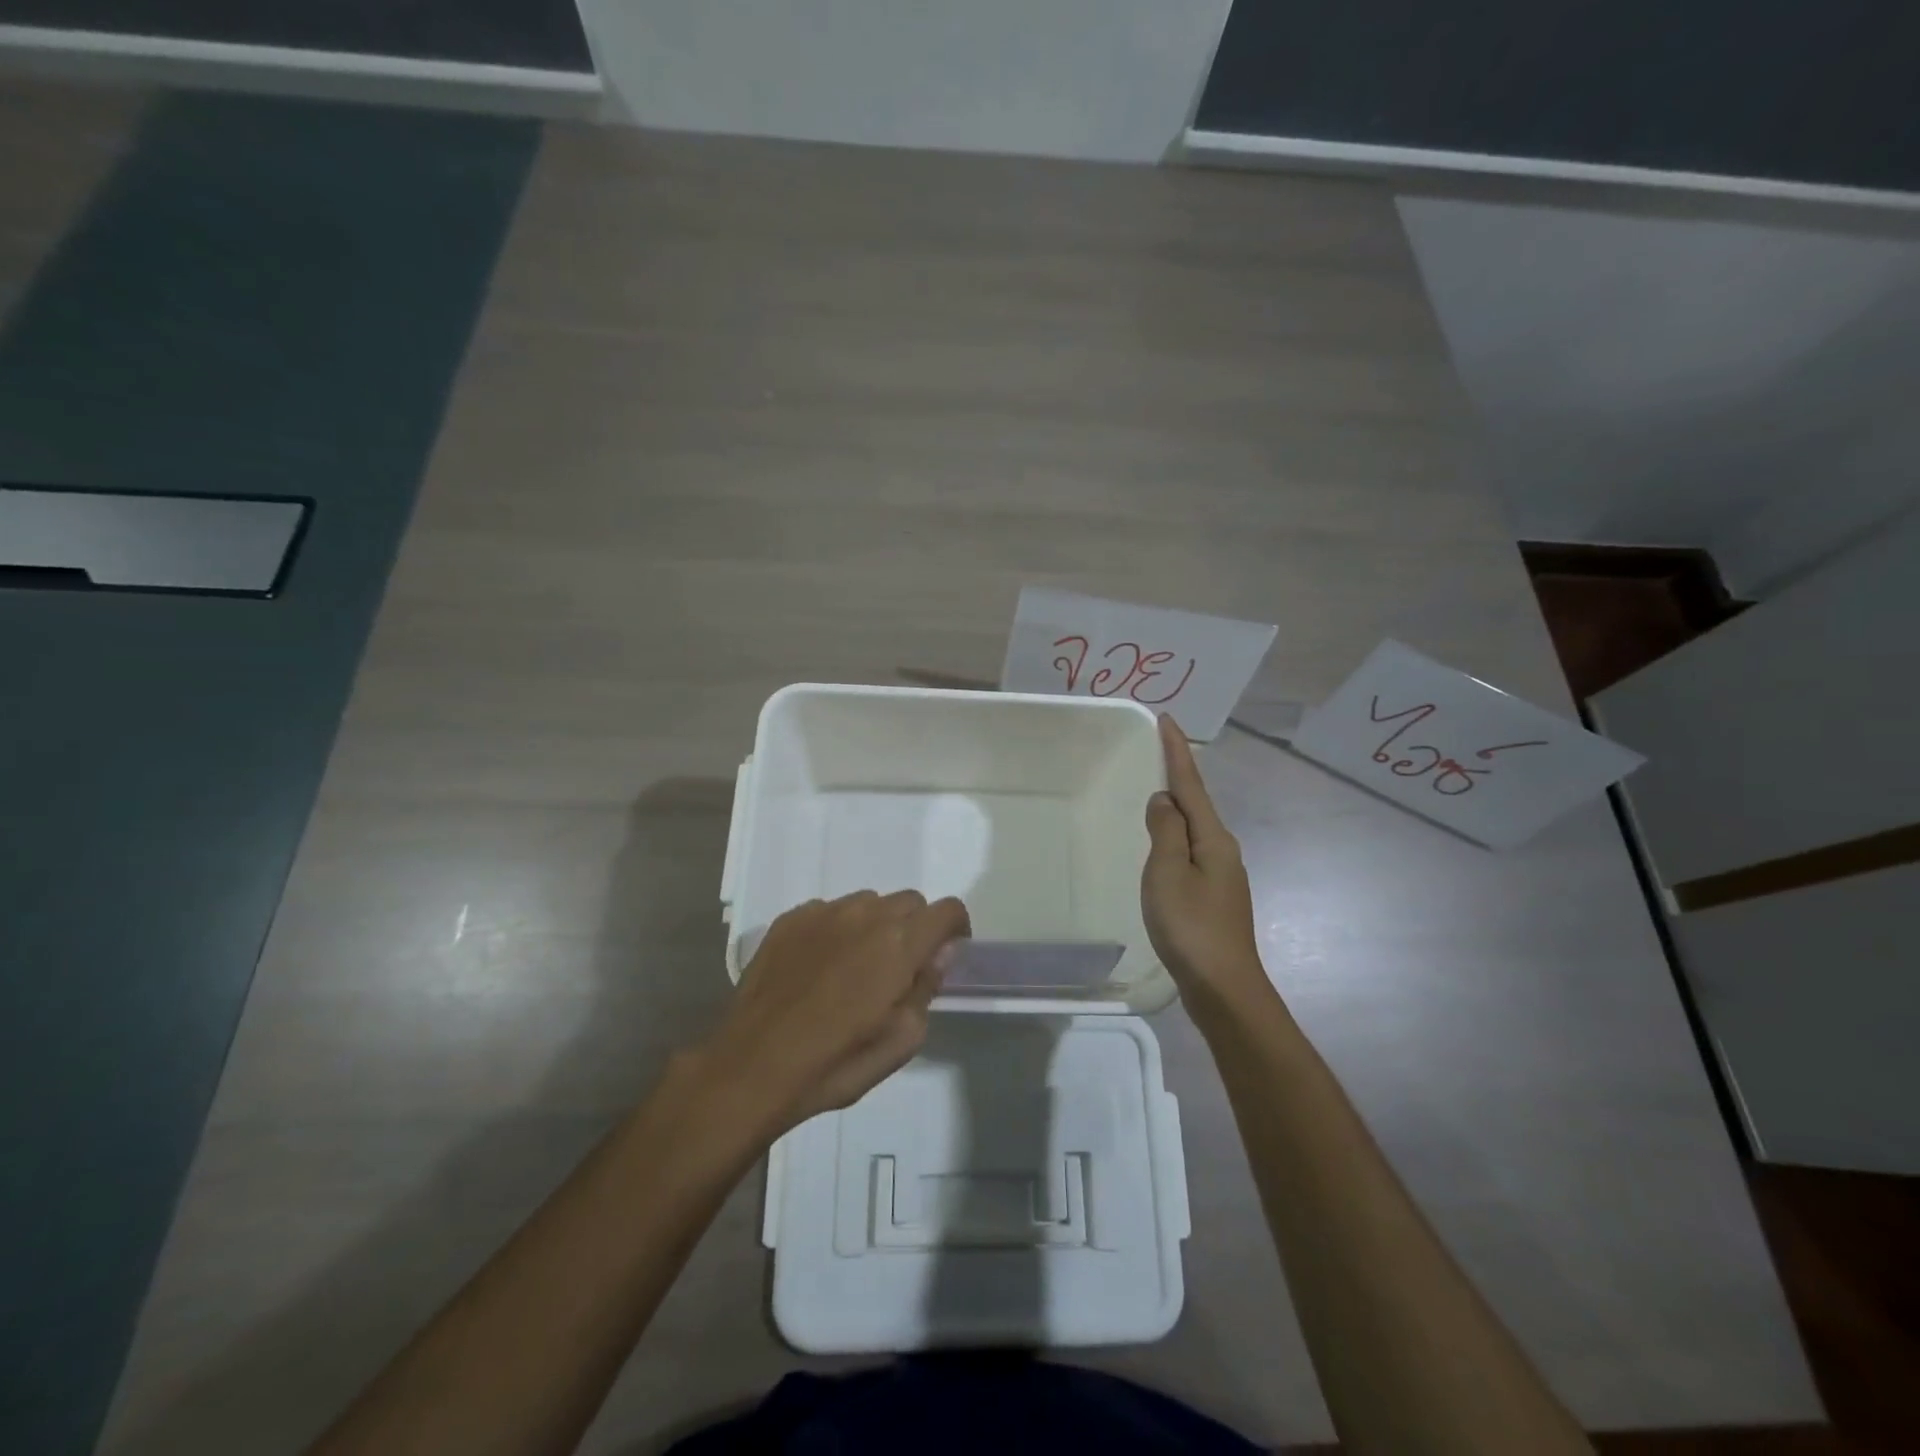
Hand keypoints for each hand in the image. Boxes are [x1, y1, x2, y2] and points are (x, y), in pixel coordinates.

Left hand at [700, 891, 969, 1134]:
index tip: (944, 955)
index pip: (948, 910)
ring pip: (868, 903)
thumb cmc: (834, 1063)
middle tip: (898, 970)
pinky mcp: (790, 919)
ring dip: (874, 926)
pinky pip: (829, 911)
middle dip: (915, 929)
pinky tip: (819, 967)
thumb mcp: (901, 1041)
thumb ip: (927, 988)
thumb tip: (939, 953)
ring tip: (854, 968)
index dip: (954, 930)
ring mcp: (823, 912)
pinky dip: (836, 930)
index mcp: (899, 942)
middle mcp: (865, 914)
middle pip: (909, 902)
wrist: (751, 1066)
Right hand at [1142, 715, 1273, 1017]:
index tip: (1167, 719)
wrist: (1224, 988)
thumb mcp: (1168, 872)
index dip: (1176, 751)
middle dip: (1178, 775)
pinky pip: (1190, 852)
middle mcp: (1222, 850)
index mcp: (1213, 839)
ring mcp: (1221, 876)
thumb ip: (1165, 831)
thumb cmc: (1191, 926)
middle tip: (1157, 750)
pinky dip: (1175, 838)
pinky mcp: (1214, 897)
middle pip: (1196, 803)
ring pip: (1194, 830)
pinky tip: (1164, 847)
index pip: (1190, 785)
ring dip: (1175, 807)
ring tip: (1155, 792)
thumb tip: (1163, 801)